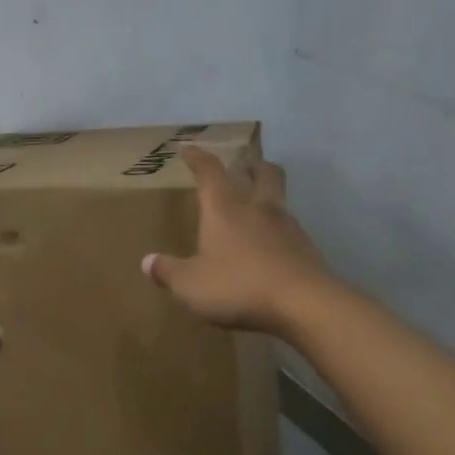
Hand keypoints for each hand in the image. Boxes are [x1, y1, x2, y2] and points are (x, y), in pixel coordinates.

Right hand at [141, 146, 333, 336]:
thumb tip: (147, 262)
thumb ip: (169, 272)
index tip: (188, 149)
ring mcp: (288, 226)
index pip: (210, 171)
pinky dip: (279, 231)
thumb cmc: (239, 285)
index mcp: (225, 207)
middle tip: (243, 167)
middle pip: (262, 172)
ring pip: (279, 198)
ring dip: (268, 197)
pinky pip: (290, 230)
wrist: (305, 305)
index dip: (198, 158)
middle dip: (251, 166)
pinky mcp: (307, 249)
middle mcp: (258, 207)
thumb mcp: (191, 284)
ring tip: (256, 209)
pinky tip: (271, 248)